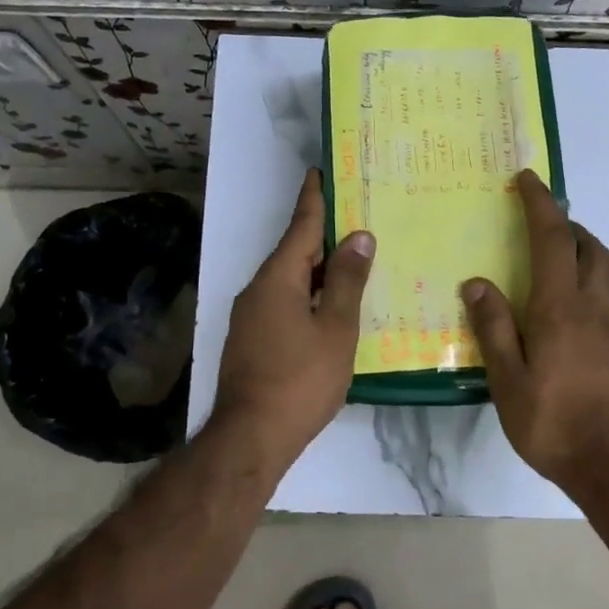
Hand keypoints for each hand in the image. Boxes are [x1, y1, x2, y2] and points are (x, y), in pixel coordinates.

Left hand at [211, 170, 374, 468]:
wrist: (251, 436)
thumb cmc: (300, 379)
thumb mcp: (335, 328)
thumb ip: (347, 281)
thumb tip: (358, 237)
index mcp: (278, 278)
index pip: (301, 227)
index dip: (313, 199)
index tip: (320, 172)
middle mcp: (257, 289)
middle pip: (294, 253)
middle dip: (322, 235)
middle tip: (354, 218)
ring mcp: (250, 317)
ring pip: (289, 280)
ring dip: (317, 269)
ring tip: (350, 261)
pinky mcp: (251, 340)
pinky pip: (283, 303)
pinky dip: (307, 295)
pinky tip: (329, 308)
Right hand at [463, 169, 608, 493]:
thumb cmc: (554, 423)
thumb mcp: (508, 379)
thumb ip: (494, 328)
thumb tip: (477, 282)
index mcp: (560, 308)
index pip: (553, 240)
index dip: (540, 204)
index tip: (527, 179)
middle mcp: (592, 309)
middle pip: (592, 249)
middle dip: (569, 224)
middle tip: (542, 221)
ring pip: (603, 273)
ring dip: (581, 251)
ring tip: (550, 259)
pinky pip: (602, 299)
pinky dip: (584, 283)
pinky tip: (560, 312)